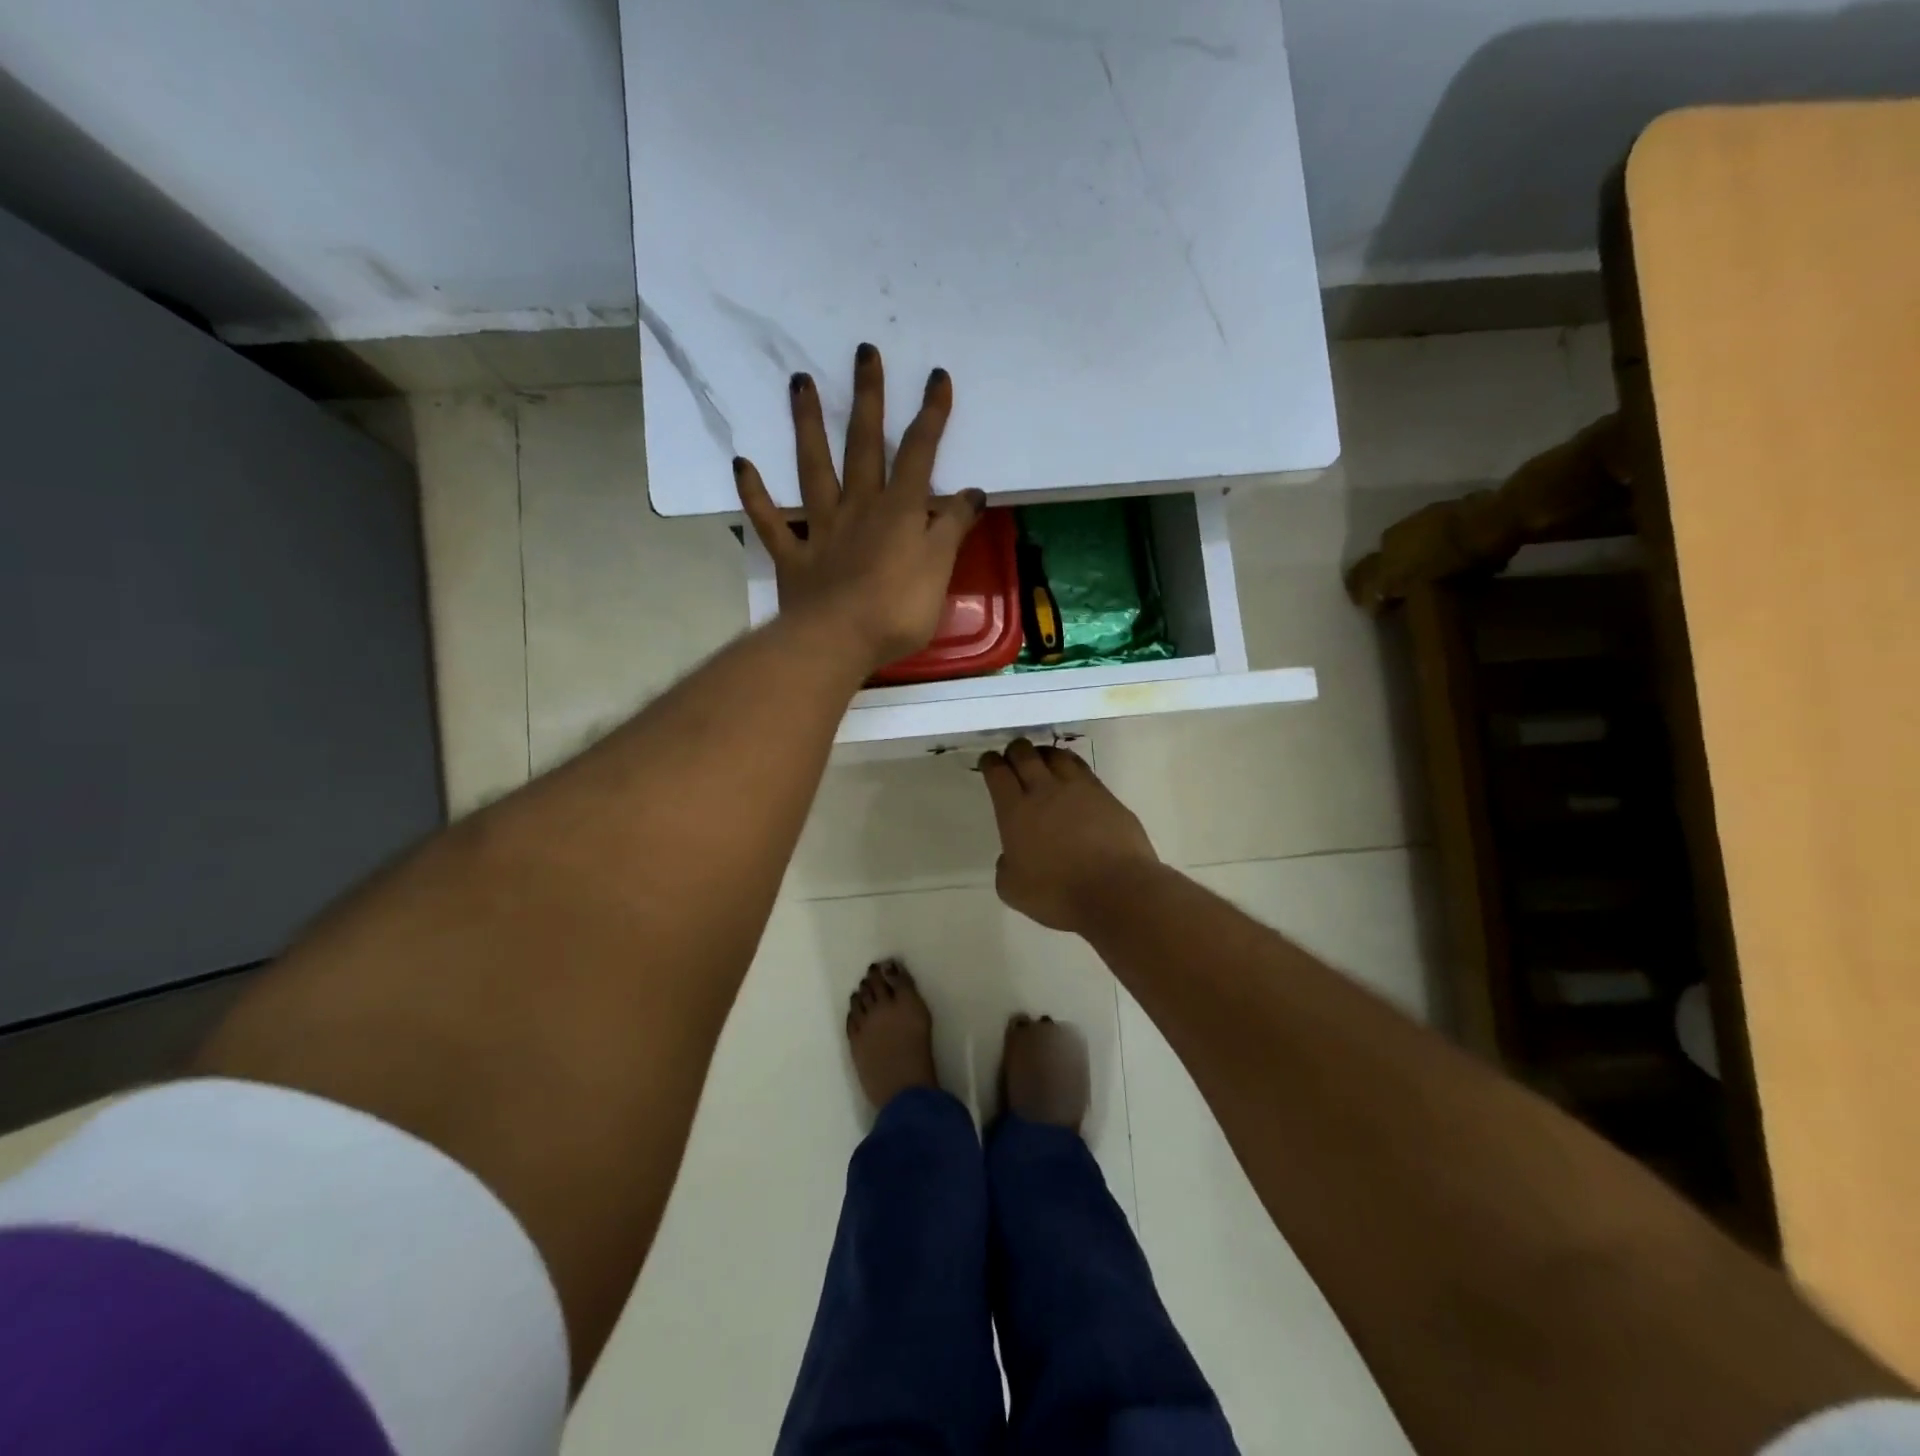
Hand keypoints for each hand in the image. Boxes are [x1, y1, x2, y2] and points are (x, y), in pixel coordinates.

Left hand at [734, 345, 985, 673]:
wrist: (838, 642)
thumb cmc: (898, 610)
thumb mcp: (940, 569)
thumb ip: (952, 527)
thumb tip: (971, 492)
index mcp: (898, 511)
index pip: (919, 454)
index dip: (930, 415)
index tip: (936, 376)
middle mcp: (859, 508)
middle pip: (865, 445)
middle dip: (869, 399)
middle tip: (863, 352)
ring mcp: (821, 529)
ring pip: (814, 469)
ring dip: (808, 425)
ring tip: (800, 382)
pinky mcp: (793, 556)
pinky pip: (771, 521)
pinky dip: (756, 494)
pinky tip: (743, 464)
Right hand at [980, 739, 1159, 933]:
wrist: (1117, 890)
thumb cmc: (1059, 894)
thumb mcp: (1013, 890)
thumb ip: (1006, 867)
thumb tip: (1011, 857)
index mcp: (1015, 811)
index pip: (997, 773)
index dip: (990, 763)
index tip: (988, 762)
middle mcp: (1044, 791)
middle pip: (1025, 755)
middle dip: (1015, 751)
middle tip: (1012, 756)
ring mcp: (1079, 789)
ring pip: (1056, 755)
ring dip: (1044, 753)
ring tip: (1042, 759)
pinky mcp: (1106, 795)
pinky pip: (1083, 769)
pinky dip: (1071, 765)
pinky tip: (1071, 775)